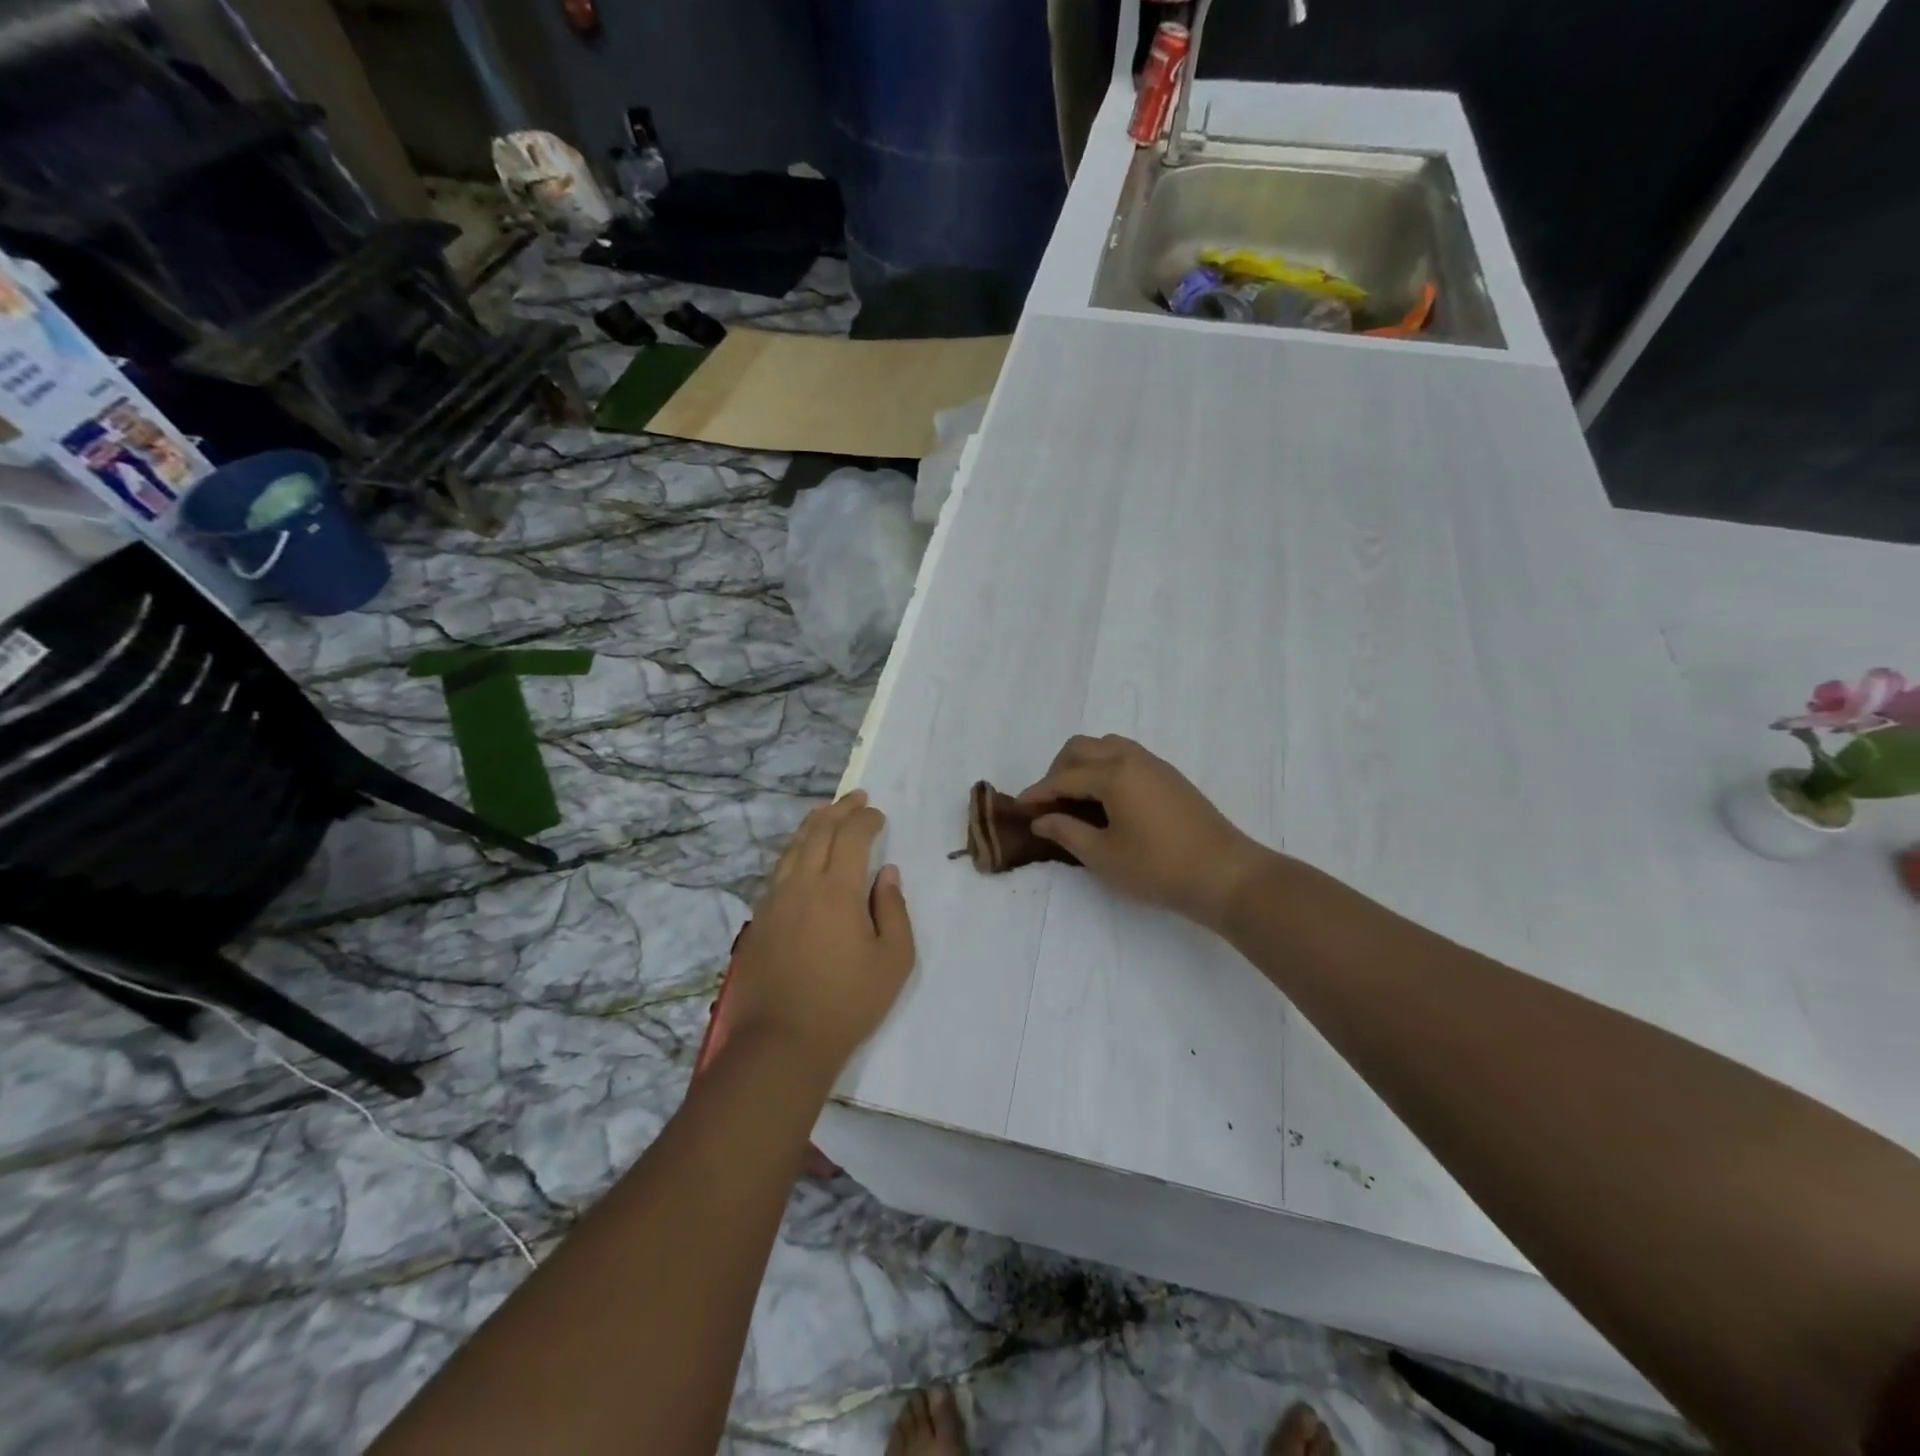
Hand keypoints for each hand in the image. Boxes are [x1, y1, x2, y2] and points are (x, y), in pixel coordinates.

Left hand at [728, 791, 915, 1075]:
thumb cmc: (847, 1002)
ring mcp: (773, 901)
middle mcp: (800, 884)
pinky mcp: (758, 920)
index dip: (866, 819)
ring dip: (812, 825)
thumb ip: (893, 909)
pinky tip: (800, 856)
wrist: (781, 1042)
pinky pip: (777, 870)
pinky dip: (794, 851)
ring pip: (792, 848)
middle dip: (839, 810)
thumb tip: (887, 874)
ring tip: (826, 813)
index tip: (879, 815)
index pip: (851, 836)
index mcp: (836, 889)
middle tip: (856, 798)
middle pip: (817, 832)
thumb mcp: (893, 959)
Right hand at [1019, 735, 1266, 932]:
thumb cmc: (1158, 868)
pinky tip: (1105, 800)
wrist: (1225, 874)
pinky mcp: (1169, 777)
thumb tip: (1041, 819)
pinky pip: (1126, 757)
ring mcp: (1154, 765)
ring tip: (1074, 799)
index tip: (1018, 809)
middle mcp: (1131, 759)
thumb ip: (1067, 832)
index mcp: (1112, 774)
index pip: (1062, 778)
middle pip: (1081, 748)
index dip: (1037, 794)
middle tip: (1048, 804)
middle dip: (1057, 771)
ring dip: (1082, 765)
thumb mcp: (1103, 856)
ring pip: (1106, 747)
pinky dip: (1105, 768)